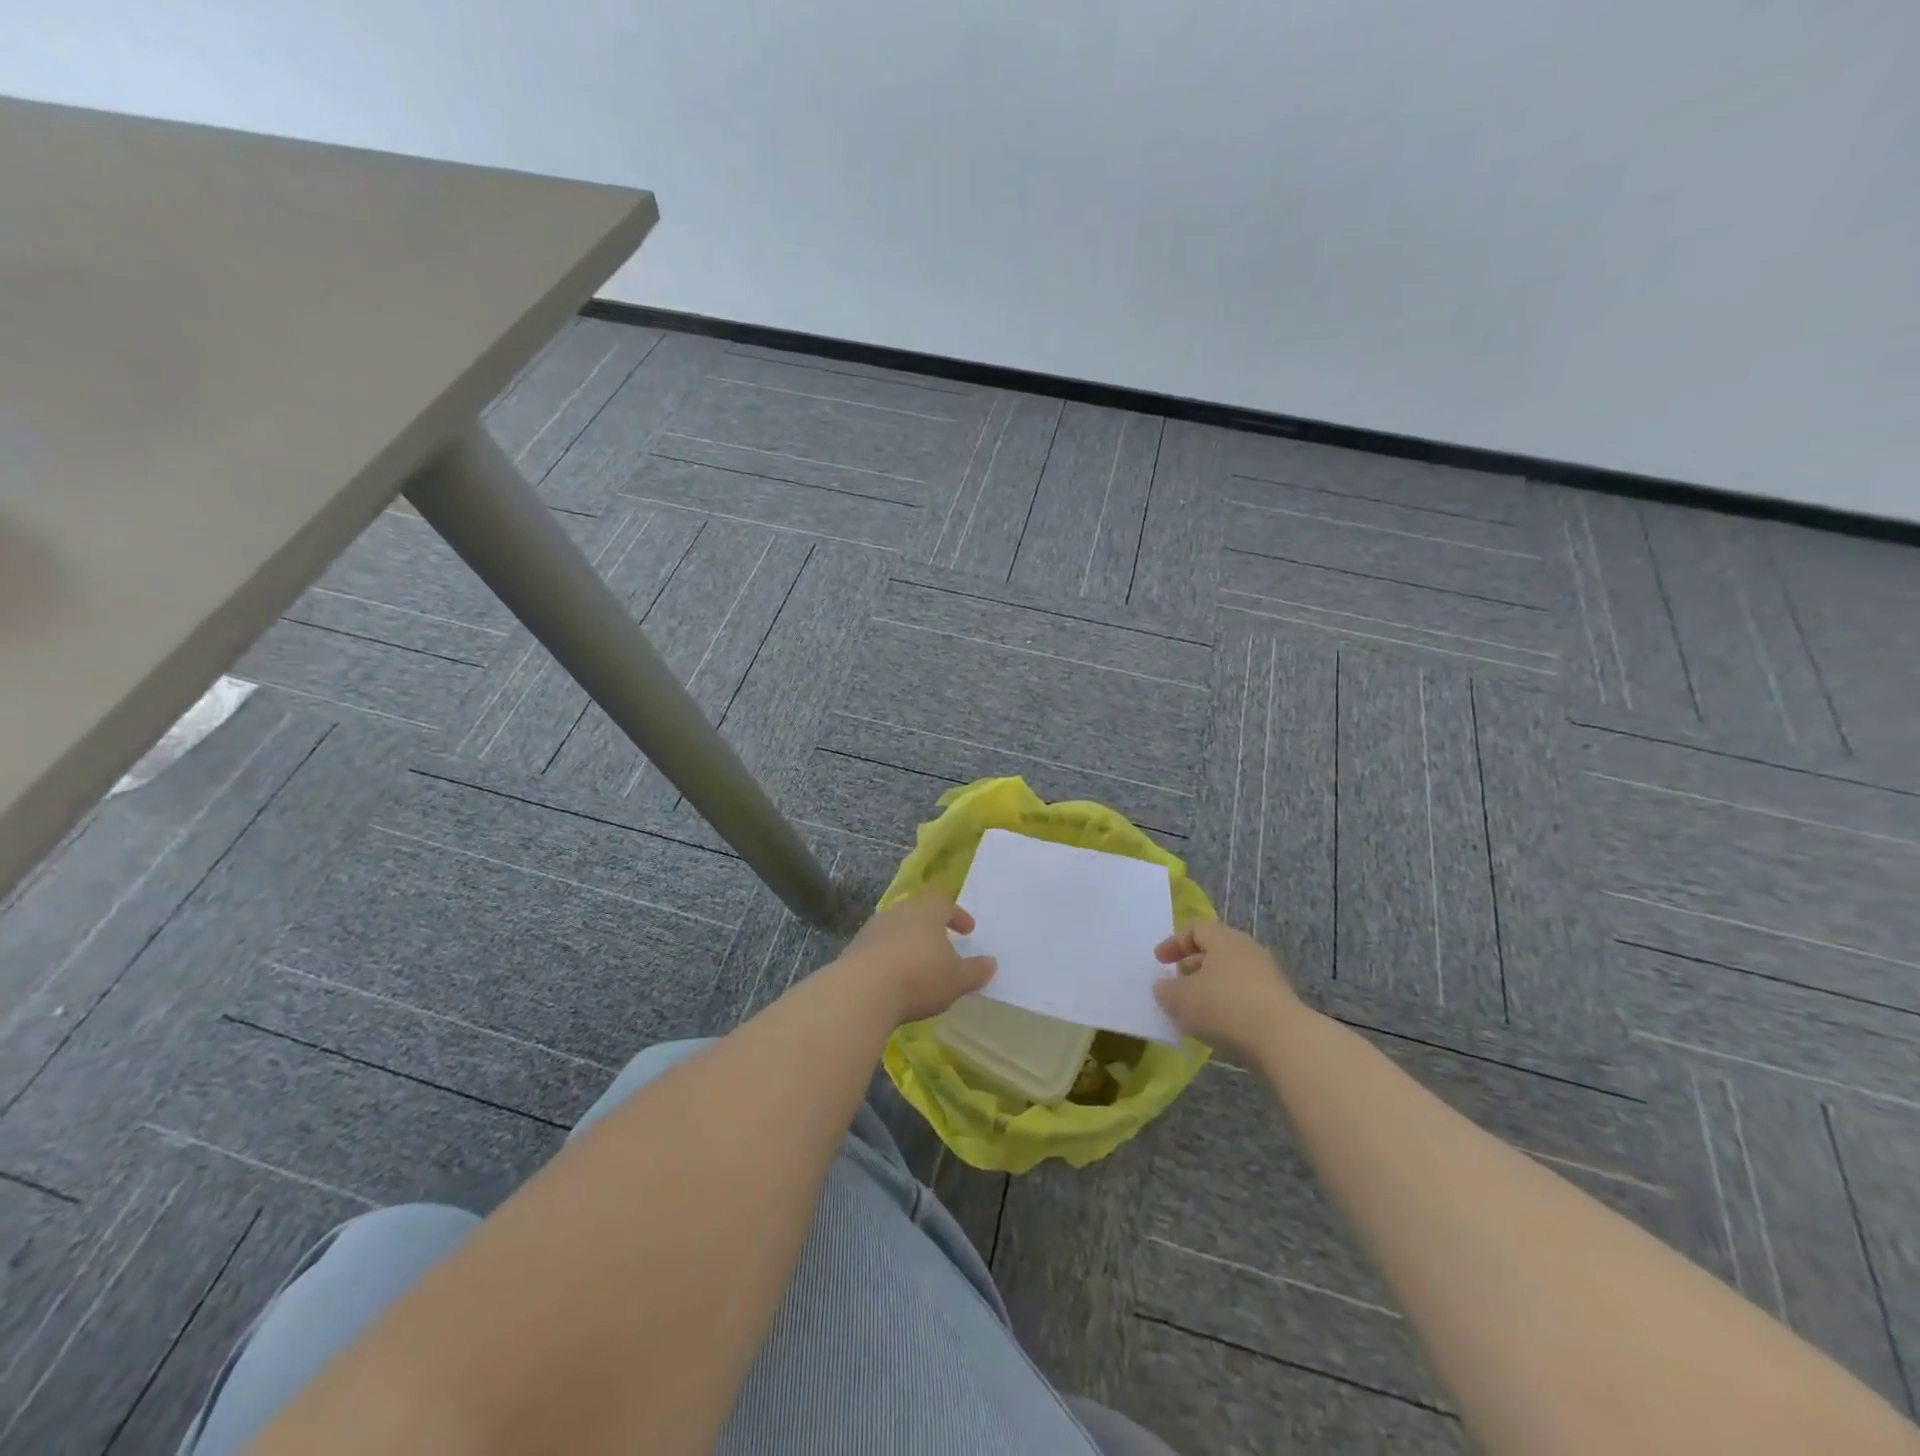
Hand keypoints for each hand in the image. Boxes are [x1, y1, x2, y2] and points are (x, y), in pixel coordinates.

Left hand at [833, 895, 996, 1027]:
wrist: (861, 992)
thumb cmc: (918, 978)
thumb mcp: (956, 980)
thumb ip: (975, 971)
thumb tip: (991, 963)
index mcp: (926, 912)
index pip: (945, 903)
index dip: (958, 915)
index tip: (968, 930)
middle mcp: (898, 913)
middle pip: (918, 913)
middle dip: (932, 927)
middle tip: (943, 943)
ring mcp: (873, 929)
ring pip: (897, 929)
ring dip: (909, 942)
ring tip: (919, 963)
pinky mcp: (855, 949)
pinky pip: (879, 947)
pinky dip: (890, 957)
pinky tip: (894, 978)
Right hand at [1153, 920, 1305, 1063]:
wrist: (1283, 1040)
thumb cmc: (1224, 1007)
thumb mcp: (1180, 999)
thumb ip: (1166, 990)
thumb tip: (1163, 987)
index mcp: (1224, 938)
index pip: (1196, 929)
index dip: (1174, 943)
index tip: (1159, 961)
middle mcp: (1248, 950)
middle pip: (1216, 950)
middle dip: (1193, 965)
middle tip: (1177, 981)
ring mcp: (1267, 976)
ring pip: (1231, 974)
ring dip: (1210, 987)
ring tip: (1195, 1007)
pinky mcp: (1279, 1002)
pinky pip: (1245, 995)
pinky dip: (1228, 1004)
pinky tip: (1218, 1024)